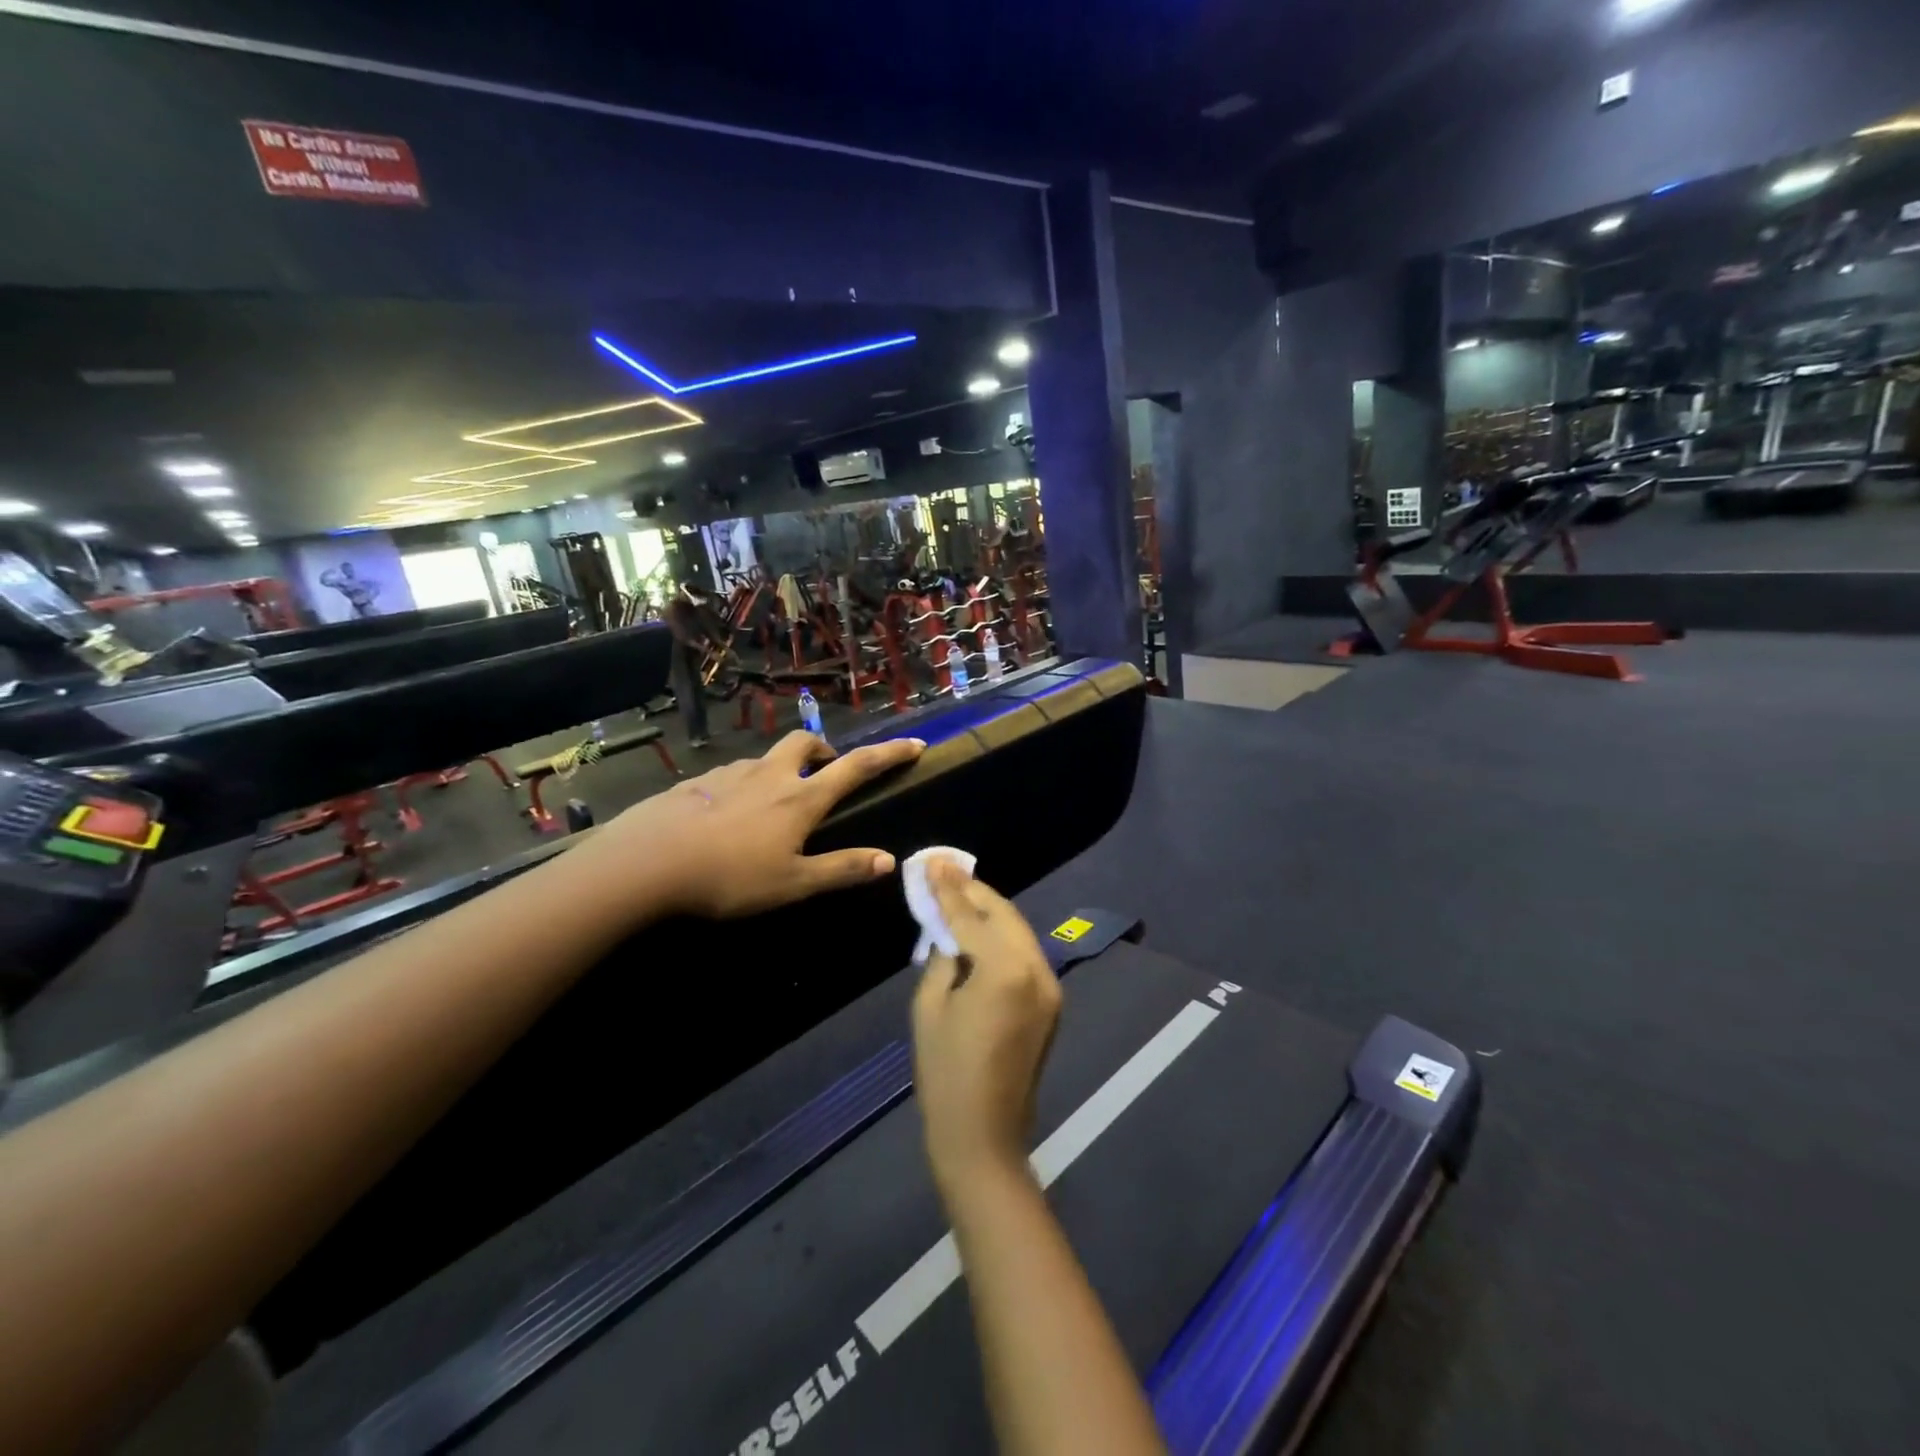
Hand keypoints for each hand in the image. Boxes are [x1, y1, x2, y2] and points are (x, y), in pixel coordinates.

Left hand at [587, 730, 924, 918]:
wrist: (645, 864)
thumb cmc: (728, 878)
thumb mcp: (793, 884)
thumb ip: (841, 869)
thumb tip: (888, 860)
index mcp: (799, 798)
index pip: (856, 767)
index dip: (889, 754)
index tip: (914, 744)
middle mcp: (768, 774)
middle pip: (805, 742)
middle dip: (824, 750)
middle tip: (826, 773)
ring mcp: (729, 774)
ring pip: (766, 759)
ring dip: (781, 770)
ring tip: (774, 806)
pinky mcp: (695, 783)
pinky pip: (731, 776)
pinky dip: (744, 786)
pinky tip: (728, 818)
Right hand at [911, 858, 1061, 1198]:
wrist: (984, 1136)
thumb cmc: (946, 1074)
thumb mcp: (930, 1007)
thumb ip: (943, 957)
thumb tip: (950, 932)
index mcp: (1005, 969)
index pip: (971, 916)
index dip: (948, 888)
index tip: (932, 861)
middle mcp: (1037, 969)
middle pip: (1003, 914)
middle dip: (973, 890)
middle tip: (944, 869)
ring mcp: (1050, 986)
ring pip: (1017, 931)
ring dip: (989, 911)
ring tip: (958, 892)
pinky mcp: (1051, 1003)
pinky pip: (1024, 955)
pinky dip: (1002, 937)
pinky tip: (979, 930)